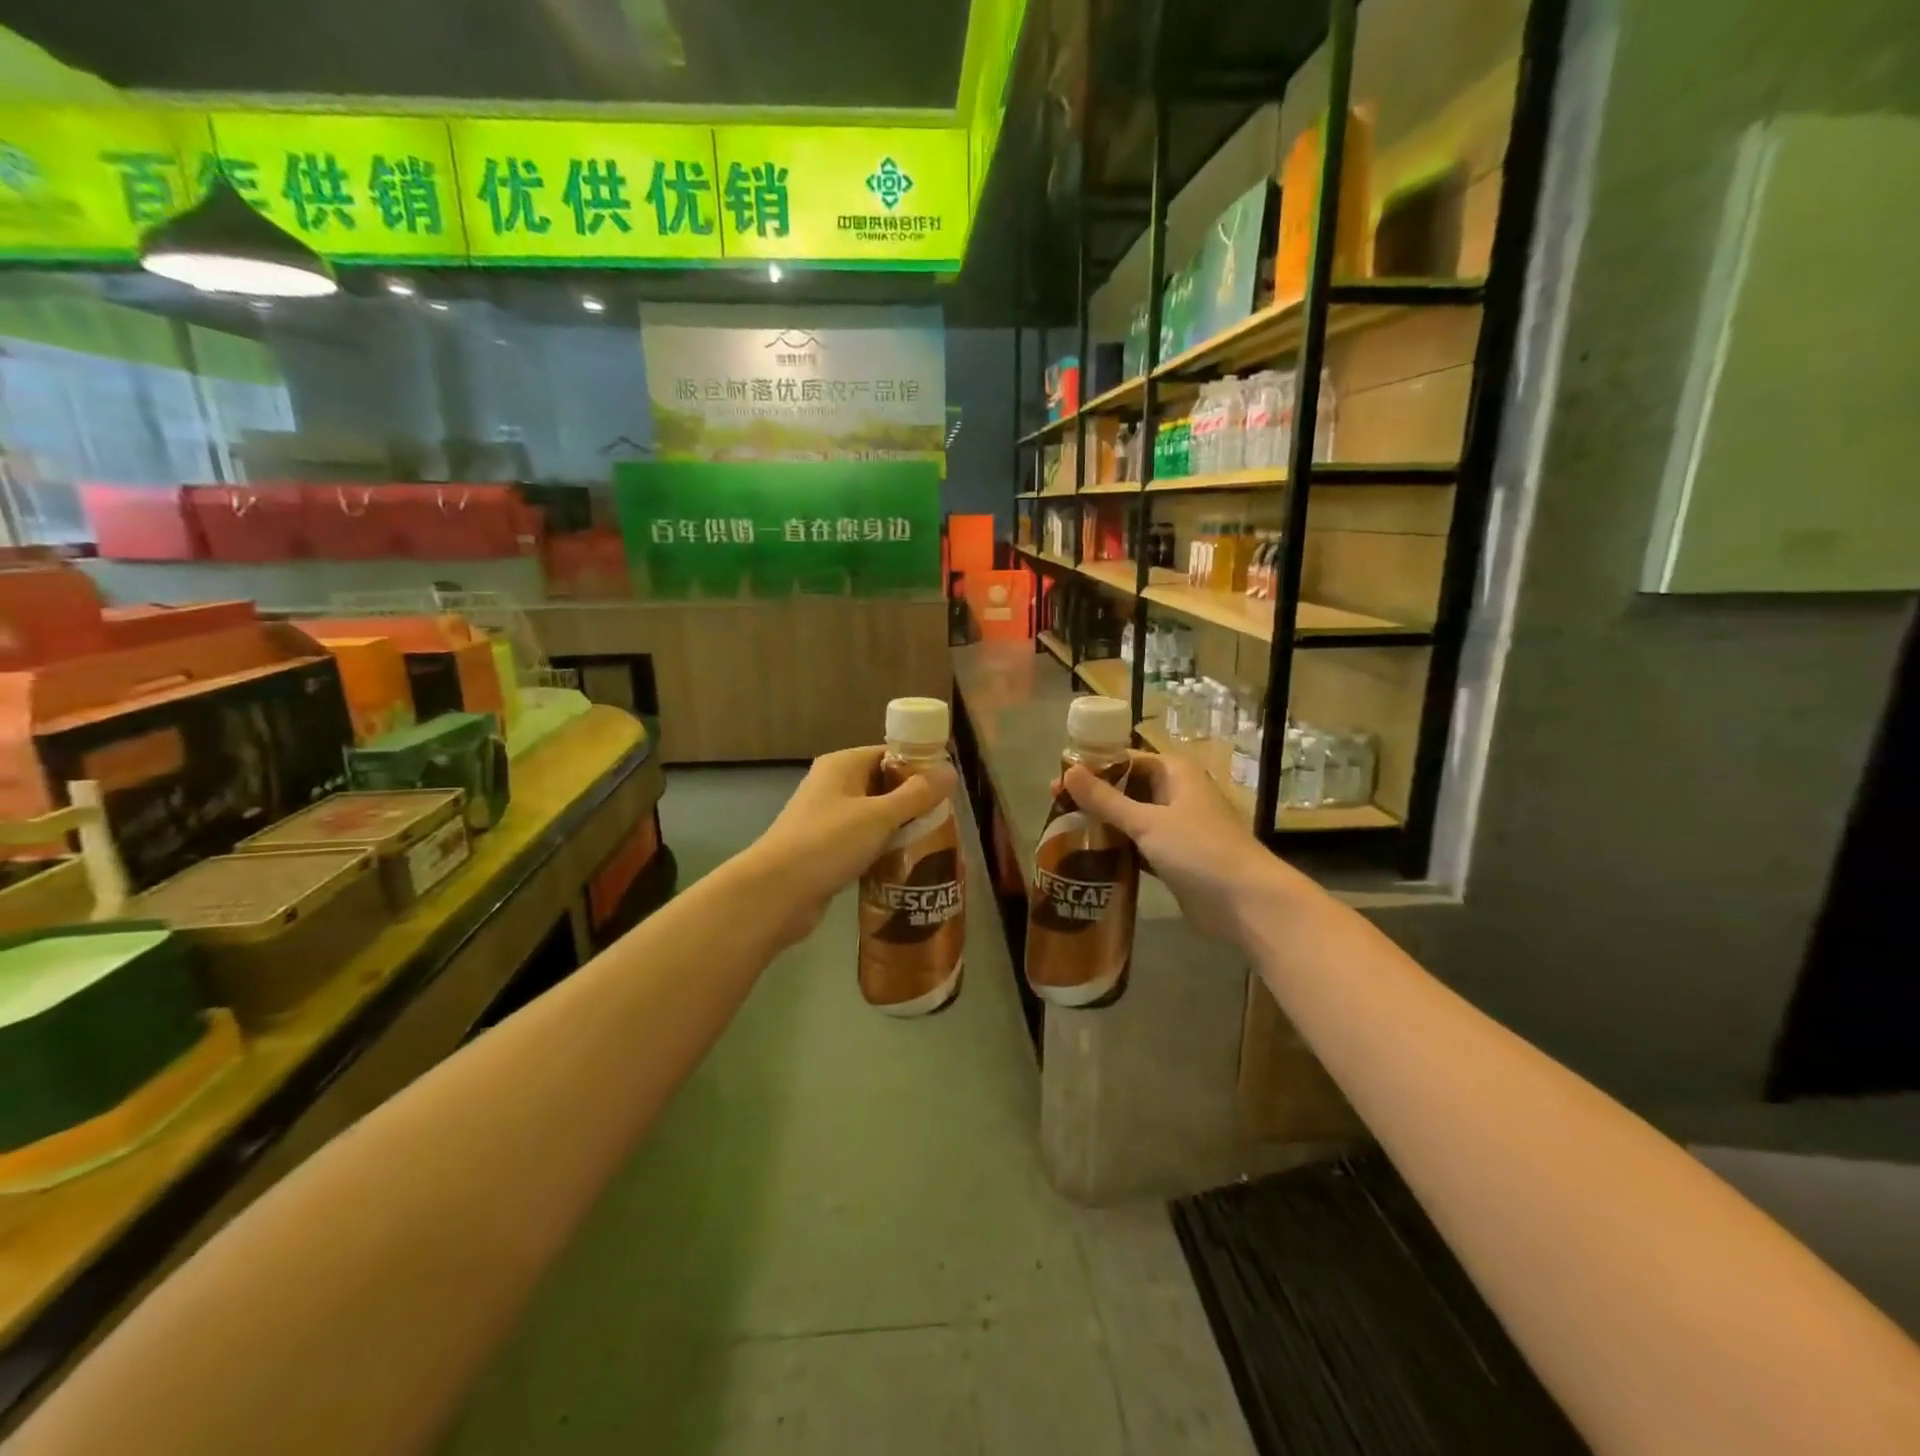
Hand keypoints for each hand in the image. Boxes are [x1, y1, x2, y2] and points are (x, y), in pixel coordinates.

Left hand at [745, 745, 957, 946]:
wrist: (775, 893)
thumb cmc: (827, 843)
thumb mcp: (879, 816)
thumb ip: (916, 794)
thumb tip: (950, 770)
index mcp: (842, 765)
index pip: (889, 754)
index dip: (919, 767)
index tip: (948, 788)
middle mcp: (833, 785)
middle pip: (883, 785)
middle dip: (914, 801)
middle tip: (946, 819)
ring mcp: (827, 818)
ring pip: (874, 816)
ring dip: (900, 828)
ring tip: (933, 843)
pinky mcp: (826, 849)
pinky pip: (863, 841)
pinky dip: (882, 849)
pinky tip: (905, 864)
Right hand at [1063, 751, 1277, 944]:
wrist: (1247, 903)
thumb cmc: (1199, 850)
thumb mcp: (1147, 822)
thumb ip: (1105, 799)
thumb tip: (1068, 772)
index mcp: (1175, 773)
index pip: (1126, 759)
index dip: (1093, 767)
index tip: (1059, 779)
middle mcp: (1176, 794)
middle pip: (1127, 788)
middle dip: (1094, 796)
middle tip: (1056, 806)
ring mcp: (1177, 827)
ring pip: (1131, 818)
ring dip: (1104, 823)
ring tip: (1065, 831)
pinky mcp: (1175, 858)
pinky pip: (1139, 845)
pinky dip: (1118, 848)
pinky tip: (1090, 856)